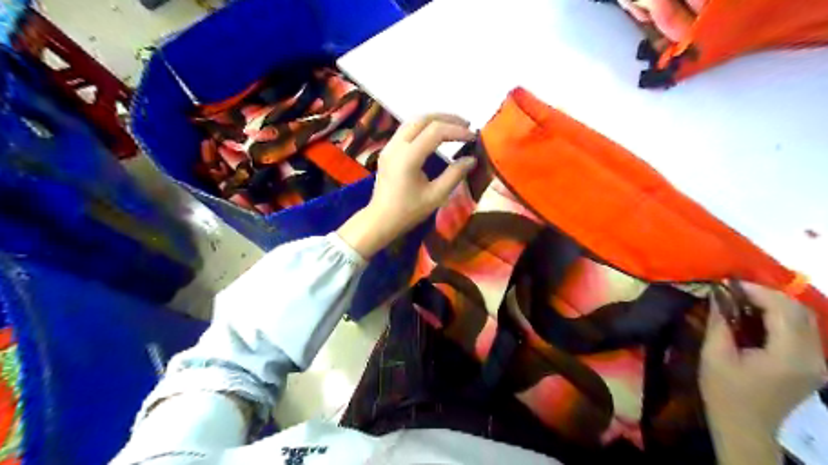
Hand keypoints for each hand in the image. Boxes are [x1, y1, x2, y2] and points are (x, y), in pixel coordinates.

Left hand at [336, 112, 474, 258]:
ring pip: (412, 122)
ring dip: (434, 120)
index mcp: (408, 157)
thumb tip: (471, 159)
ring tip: (454, 126)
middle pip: (422, 119)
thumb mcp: (436, 196)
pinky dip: (423, 127)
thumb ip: (454, 175)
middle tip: (466, 125)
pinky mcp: (387, 151)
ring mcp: (389, 146)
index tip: (473, 137)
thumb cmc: (408, 212)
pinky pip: (406, 130)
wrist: (380, 220)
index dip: (457, 131)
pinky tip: (435, 135)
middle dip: (446, 118)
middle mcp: (396, 146)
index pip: (435, 131)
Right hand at [698, 283, 827, 464]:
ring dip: (774, 305)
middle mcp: (813, 357)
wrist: (744, 428)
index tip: (727, 284)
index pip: (783, 310)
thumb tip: (718, 295)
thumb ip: (720, 322)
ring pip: (804, 319)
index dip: (756, 291)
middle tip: (733, 291)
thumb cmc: (724, 392)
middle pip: (799, 311)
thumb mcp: (714, 355)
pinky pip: (802, 332)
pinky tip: (755, 319)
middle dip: (766, 295)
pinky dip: (780, 318)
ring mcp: (816, 363)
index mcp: (789, 356)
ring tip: (742, 301)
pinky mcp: (811, 366)